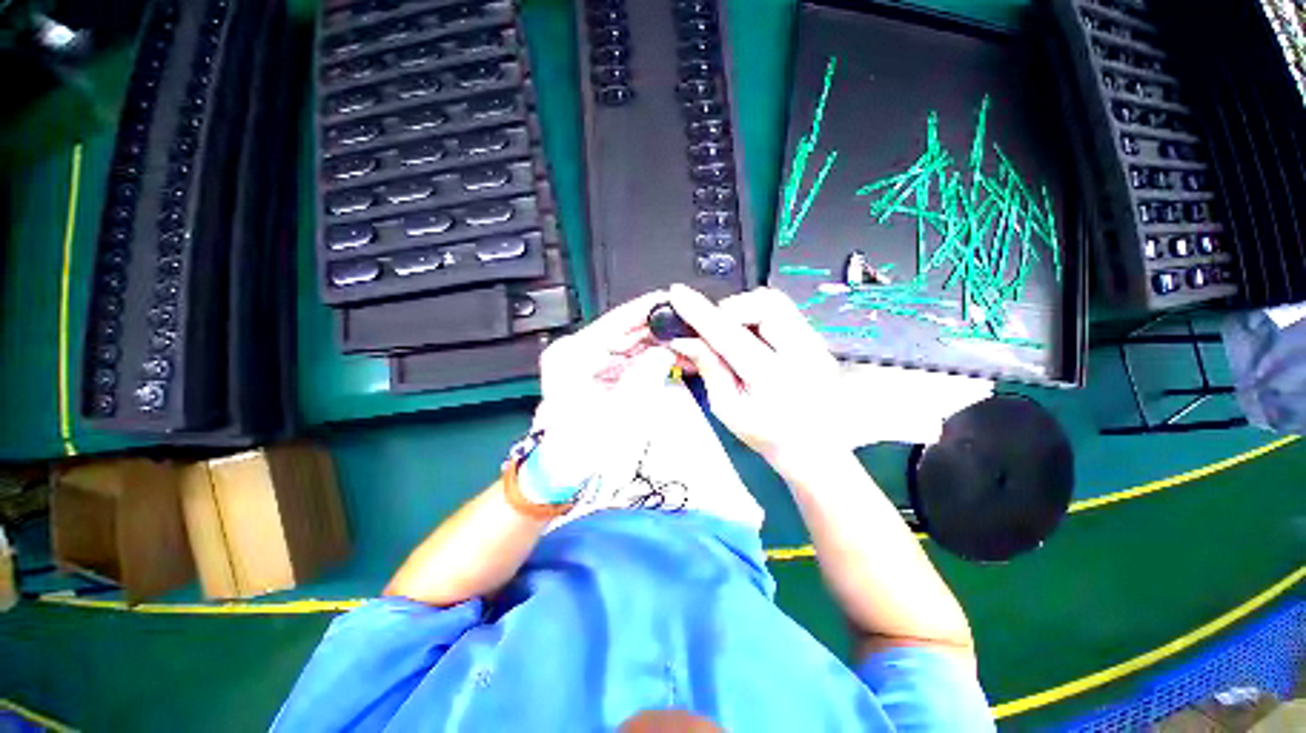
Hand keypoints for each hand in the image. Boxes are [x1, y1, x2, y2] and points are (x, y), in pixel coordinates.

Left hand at [531, 292, 676, 488]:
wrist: (561, 474)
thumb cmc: (580, 449)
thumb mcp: (617, 412)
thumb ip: (644, 377)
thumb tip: (665, 352)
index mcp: (572, 355)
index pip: (616, 321)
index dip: (646, 310)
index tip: (672, 301)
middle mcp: (577, 353)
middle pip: (625, 331)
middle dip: (659, 331)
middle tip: (688, 329)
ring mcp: (586, 364)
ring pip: (630, 345)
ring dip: (658, 346)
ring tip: (686, 346)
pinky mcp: (597, 375)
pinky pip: (628, 360)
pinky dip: (650, 360)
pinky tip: (670, 359)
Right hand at [666, 284, 845, 471]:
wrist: (814, 447)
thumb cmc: (767, 436)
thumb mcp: (728, 409)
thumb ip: (709, 369)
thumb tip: (684, 340)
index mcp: (774, 379)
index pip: (730, 336)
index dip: (700, 313)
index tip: (678, 294)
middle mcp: (802, 353)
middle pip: (763, 305)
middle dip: (729, 308)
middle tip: (713, 327)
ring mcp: (815, 343)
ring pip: (775, 302)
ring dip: (745, 309)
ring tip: (731, 331)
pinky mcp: (818, 339)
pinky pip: (784, 311)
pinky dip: (759, 314)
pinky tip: (750, 335)